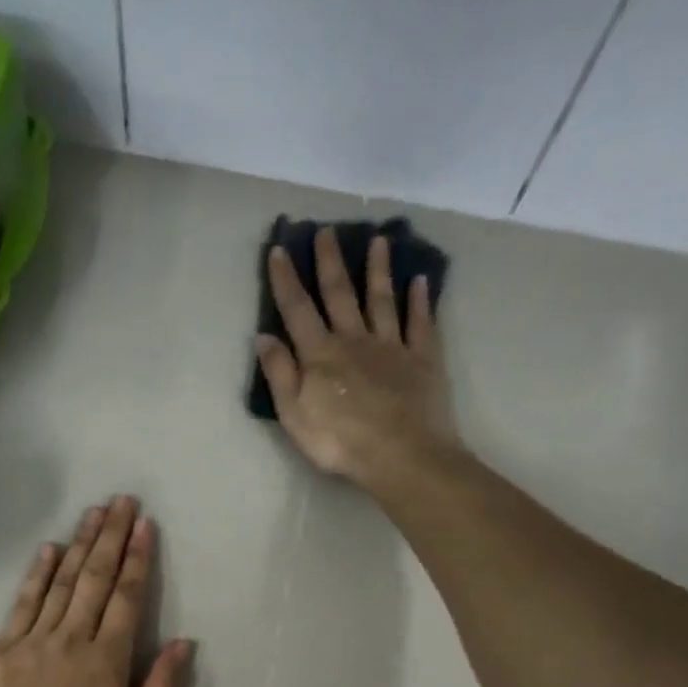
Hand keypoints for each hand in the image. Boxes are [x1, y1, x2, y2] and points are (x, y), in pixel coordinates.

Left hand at [0, 497, 194, 686]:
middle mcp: (71, 639)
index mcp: (106, 661)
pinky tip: (49, 549)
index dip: (139, 559)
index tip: (145, 525)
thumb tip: (183, 644)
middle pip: (95, 578)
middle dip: (112, 537)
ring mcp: (33, 641)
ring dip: (80, 544)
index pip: (127, 597)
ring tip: (94, 512)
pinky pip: (23, 603)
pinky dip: (37, 574)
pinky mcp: (2, 651)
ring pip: (61, 582)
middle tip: (122, 501)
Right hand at [255, 228, 458, 487]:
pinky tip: (420, 281)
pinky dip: (420, 301)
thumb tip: (264, 336)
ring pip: (382, 300)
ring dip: (378, 270)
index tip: (280, 250)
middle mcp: (354, 340)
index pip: (297, 310)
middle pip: (340, 294)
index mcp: (320, 355)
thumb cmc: (339, 441)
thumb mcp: (294, 414)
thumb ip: (279, 374)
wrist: (400, 455)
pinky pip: (421, 323)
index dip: (286, 280)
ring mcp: (392, 347)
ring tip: (379, 240)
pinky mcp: (422, 359)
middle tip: (326, 231)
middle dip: (330, 262)